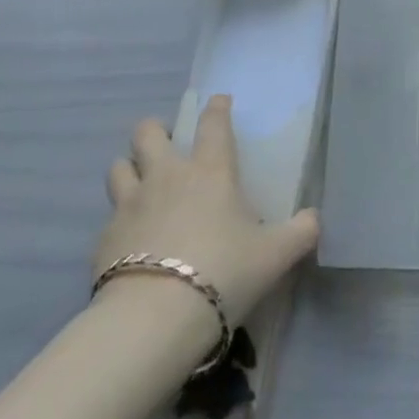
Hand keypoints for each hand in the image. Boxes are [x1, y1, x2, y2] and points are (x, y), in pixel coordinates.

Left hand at [93, 95, 320, 326]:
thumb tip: (314, 218)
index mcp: (210, 172)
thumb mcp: (276, 255)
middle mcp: (167, 176)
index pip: (213, 124)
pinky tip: (129, 238)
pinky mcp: (103, 238)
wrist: (155, 317)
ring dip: (130, 168)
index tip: (219, 101)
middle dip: (155, 130)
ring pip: (119, 167)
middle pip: (148, 133)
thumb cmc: (224, 271)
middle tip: (168, 144)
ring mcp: (130, 204)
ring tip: (141, 183)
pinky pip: (109, 216)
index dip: (217, 108)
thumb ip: (301, 232)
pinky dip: (119, 219)